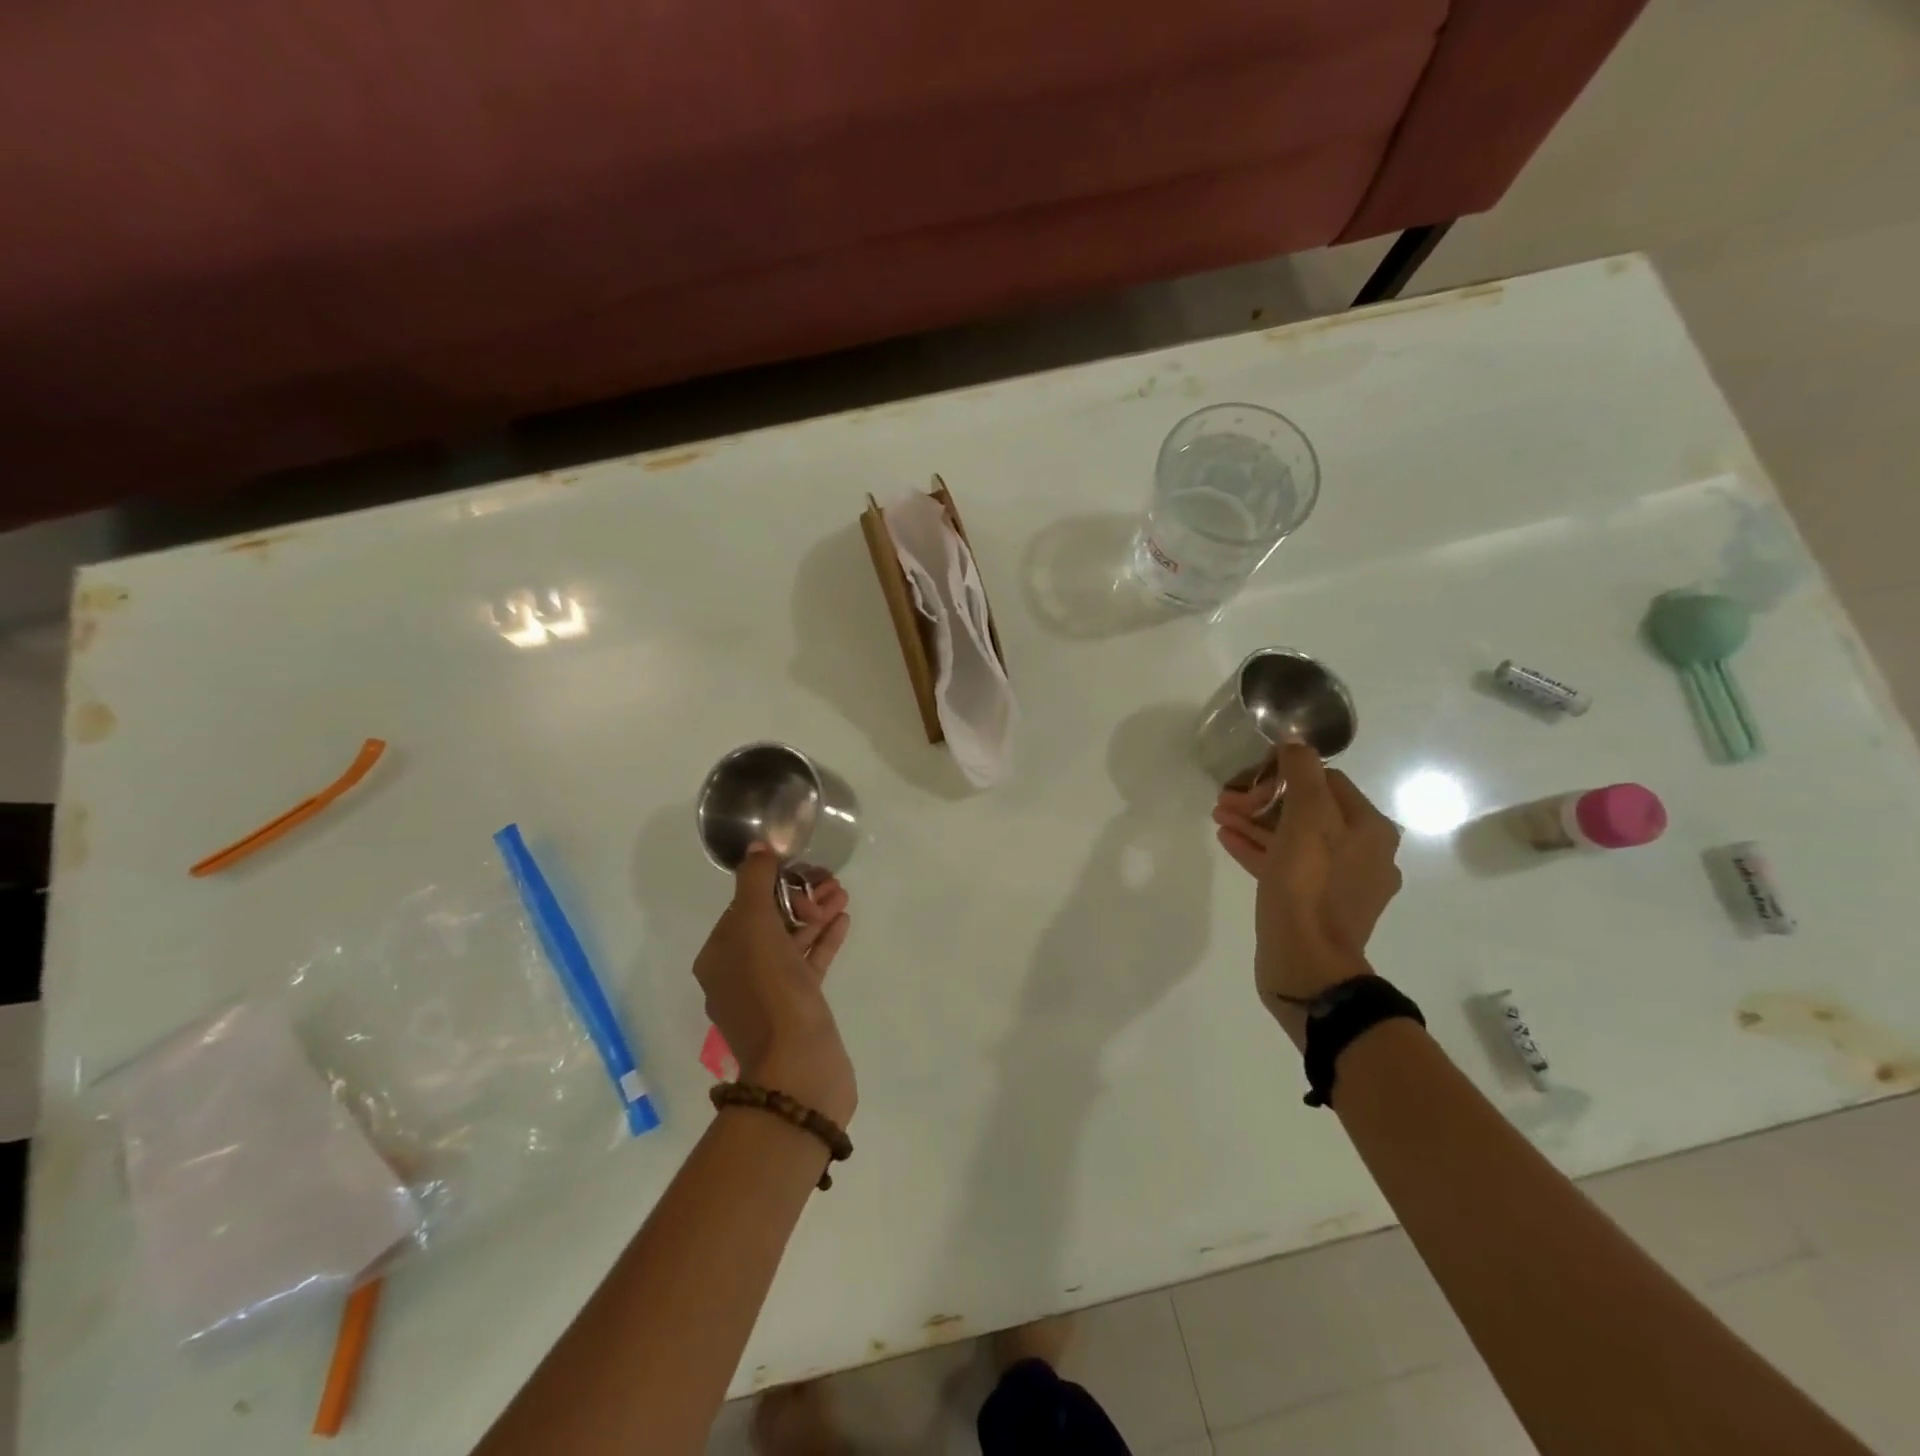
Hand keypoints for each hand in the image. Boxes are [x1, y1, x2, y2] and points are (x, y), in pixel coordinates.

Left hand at [692, 852, 856, 1125]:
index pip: (744, 905)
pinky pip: (809, 963)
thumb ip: (754, 883)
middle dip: (800, 897)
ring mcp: (770, 993)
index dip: (774, 883)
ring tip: (842, 894)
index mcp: (719, 956)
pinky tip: (843, 921)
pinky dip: (824, 940)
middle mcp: (738, 973)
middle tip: (831, 882)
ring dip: (816, 915)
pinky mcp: (799, 1008)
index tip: (804, 870)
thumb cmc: (771, 992)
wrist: (799, 1068)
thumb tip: (758, 848)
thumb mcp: (755, 927)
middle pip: (770, 921)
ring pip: (792, 941)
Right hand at [1212, 744, 1402, 1026]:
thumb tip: (1296, 745)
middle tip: (1226, 800)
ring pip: (1295, 838)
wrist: (1306, 964)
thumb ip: (1303, 775)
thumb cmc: (1307, 887)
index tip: (1248, 780)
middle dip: (1264, 799)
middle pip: (1308, 809)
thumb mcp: (1305, 820)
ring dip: (1257, 822)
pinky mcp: (1318, 904)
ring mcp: (1342, 882)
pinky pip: (1288, 865)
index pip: (1325, 780)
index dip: (1283, 774)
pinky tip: (1228, 840)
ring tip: (1220, 816)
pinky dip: (1260, 849)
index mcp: (1369, 828)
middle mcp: (1364, 851)